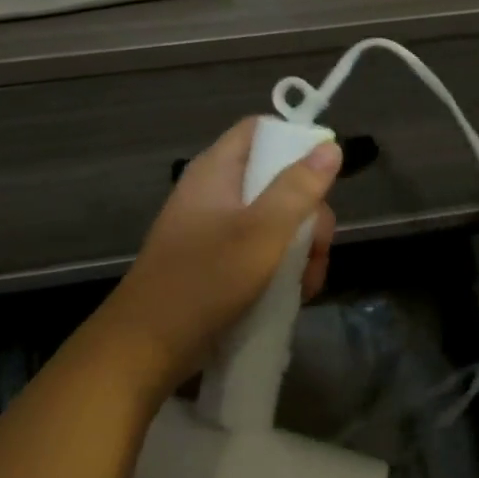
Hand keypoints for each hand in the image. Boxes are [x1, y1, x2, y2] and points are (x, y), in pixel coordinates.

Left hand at [100, 117, 340, 397]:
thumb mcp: (262, 232)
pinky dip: (282, 267)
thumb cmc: (205, 281)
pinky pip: (261, 250)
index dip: (295, 140)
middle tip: (319, 246)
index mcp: (216, 171)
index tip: (326, 173)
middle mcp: (215, 193)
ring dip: (301, 248)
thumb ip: (297, 189)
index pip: (259, 130)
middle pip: (277, 179)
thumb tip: (330, 146)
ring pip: (275, 221)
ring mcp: (216, 229)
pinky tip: (296, 295)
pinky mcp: (219, 262)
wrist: (148, 347)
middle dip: (308, 214)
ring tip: (308, 282)